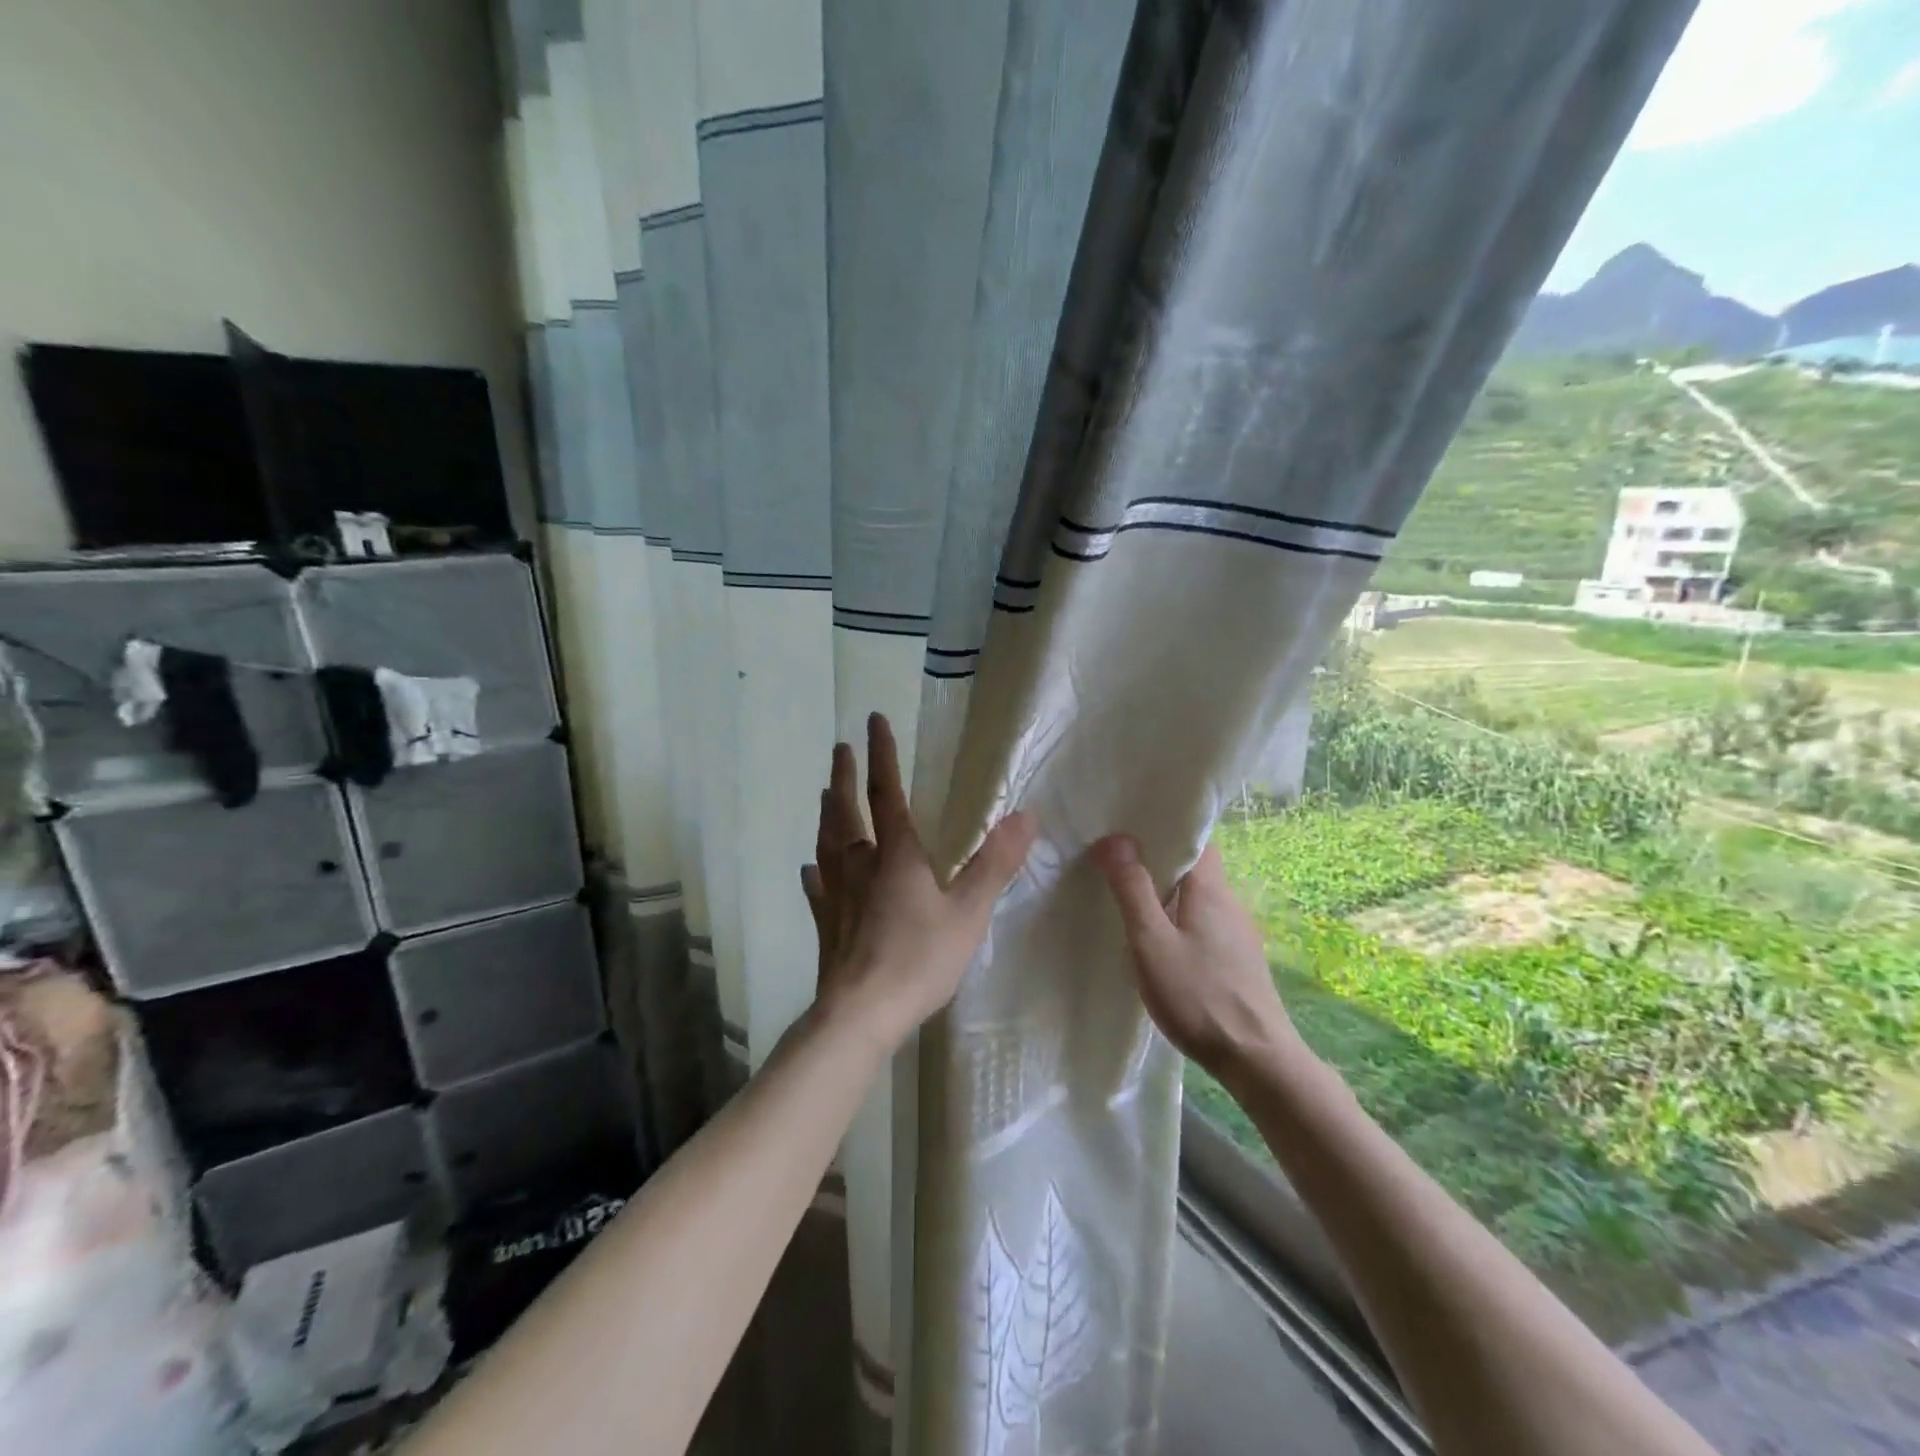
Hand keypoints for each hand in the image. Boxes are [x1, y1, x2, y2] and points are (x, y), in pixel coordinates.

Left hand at [801, 713, 1035, 1056]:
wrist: (862, 1013)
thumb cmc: (919, 959)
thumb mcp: (969, 911)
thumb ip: (995, 863)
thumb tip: (1025, 815)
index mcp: (895, 855)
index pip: (886, 792)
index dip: (881, 755)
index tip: (872, 720)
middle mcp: (860, 866)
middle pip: (847, 811)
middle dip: (845, 776)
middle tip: (840, 748)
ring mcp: (837, 894)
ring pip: (827, 843)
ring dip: (827, 813)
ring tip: (825, 793)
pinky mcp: (826, 923)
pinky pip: (817, 887)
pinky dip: (814, 871)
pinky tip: (809, 869)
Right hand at [1090, 835, 1300, 1079]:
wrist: (1257, 1062)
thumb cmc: (1200, 997)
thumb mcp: (1152, 943)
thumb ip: (1132, 890)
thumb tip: (1114, 837)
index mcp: (1211, 890)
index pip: (1196, 839)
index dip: (1166, 829)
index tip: (1130, 828)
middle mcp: (1230, 904)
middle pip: (1195, 868)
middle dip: (1158, 863)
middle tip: (1117, 865)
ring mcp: (1238, 934)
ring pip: (1198, 899)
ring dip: (1167, 895)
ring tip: (1130, 902)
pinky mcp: (1238, 961)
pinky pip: (1203, 924)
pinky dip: (1179, 921)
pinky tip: (1159, 944)